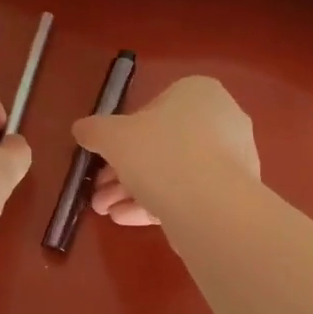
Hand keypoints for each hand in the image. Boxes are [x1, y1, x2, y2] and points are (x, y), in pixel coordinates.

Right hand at [74, 75, 259, 226]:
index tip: (104, 158)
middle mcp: (221, 120)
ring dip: (133, 192)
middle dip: (123, 172)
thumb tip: (81, 129)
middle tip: (99, 193)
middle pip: (161, 146)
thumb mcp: (113, 137)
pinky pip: (187, 194)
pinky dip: (156, 204)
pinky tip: (126, 220)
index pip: (153, 109)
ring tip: (106, 212)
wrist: (211, 206)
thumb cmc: (160, 154)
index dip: (122, 135)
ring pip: (172, 174)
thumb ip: (94, 130)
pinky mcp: (231, 194)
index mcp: (198, 93)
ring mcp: (230, 160)